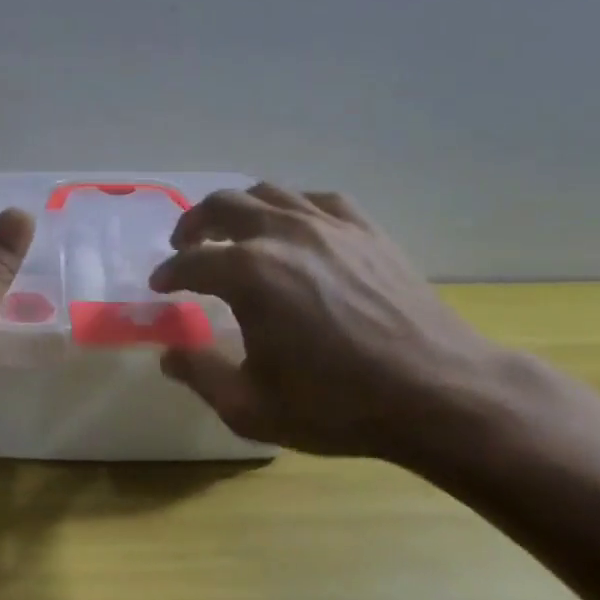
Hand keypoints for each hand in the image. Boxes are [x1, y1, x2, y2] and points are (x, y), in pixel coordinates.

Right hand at [148, 185, 510, 459]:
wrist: (438, 393)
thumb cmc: (338, 405)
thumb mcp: (252, 406)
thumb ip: (200, 374)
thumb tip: (168, 354)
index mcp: (248, 273)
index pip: (191, 262)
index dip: (169, 273)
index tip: (160, 286)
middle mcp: (282, 234)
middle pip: (222, 206)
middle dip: (194, 224)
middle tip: (185, 246)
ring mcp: (328, 225)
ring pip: (268, 193)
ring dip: (238, 208)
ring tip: (232, 231)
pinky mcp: (366, 230)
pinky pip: (317, 200)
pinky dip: (291, 207)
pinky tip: (293, 227)